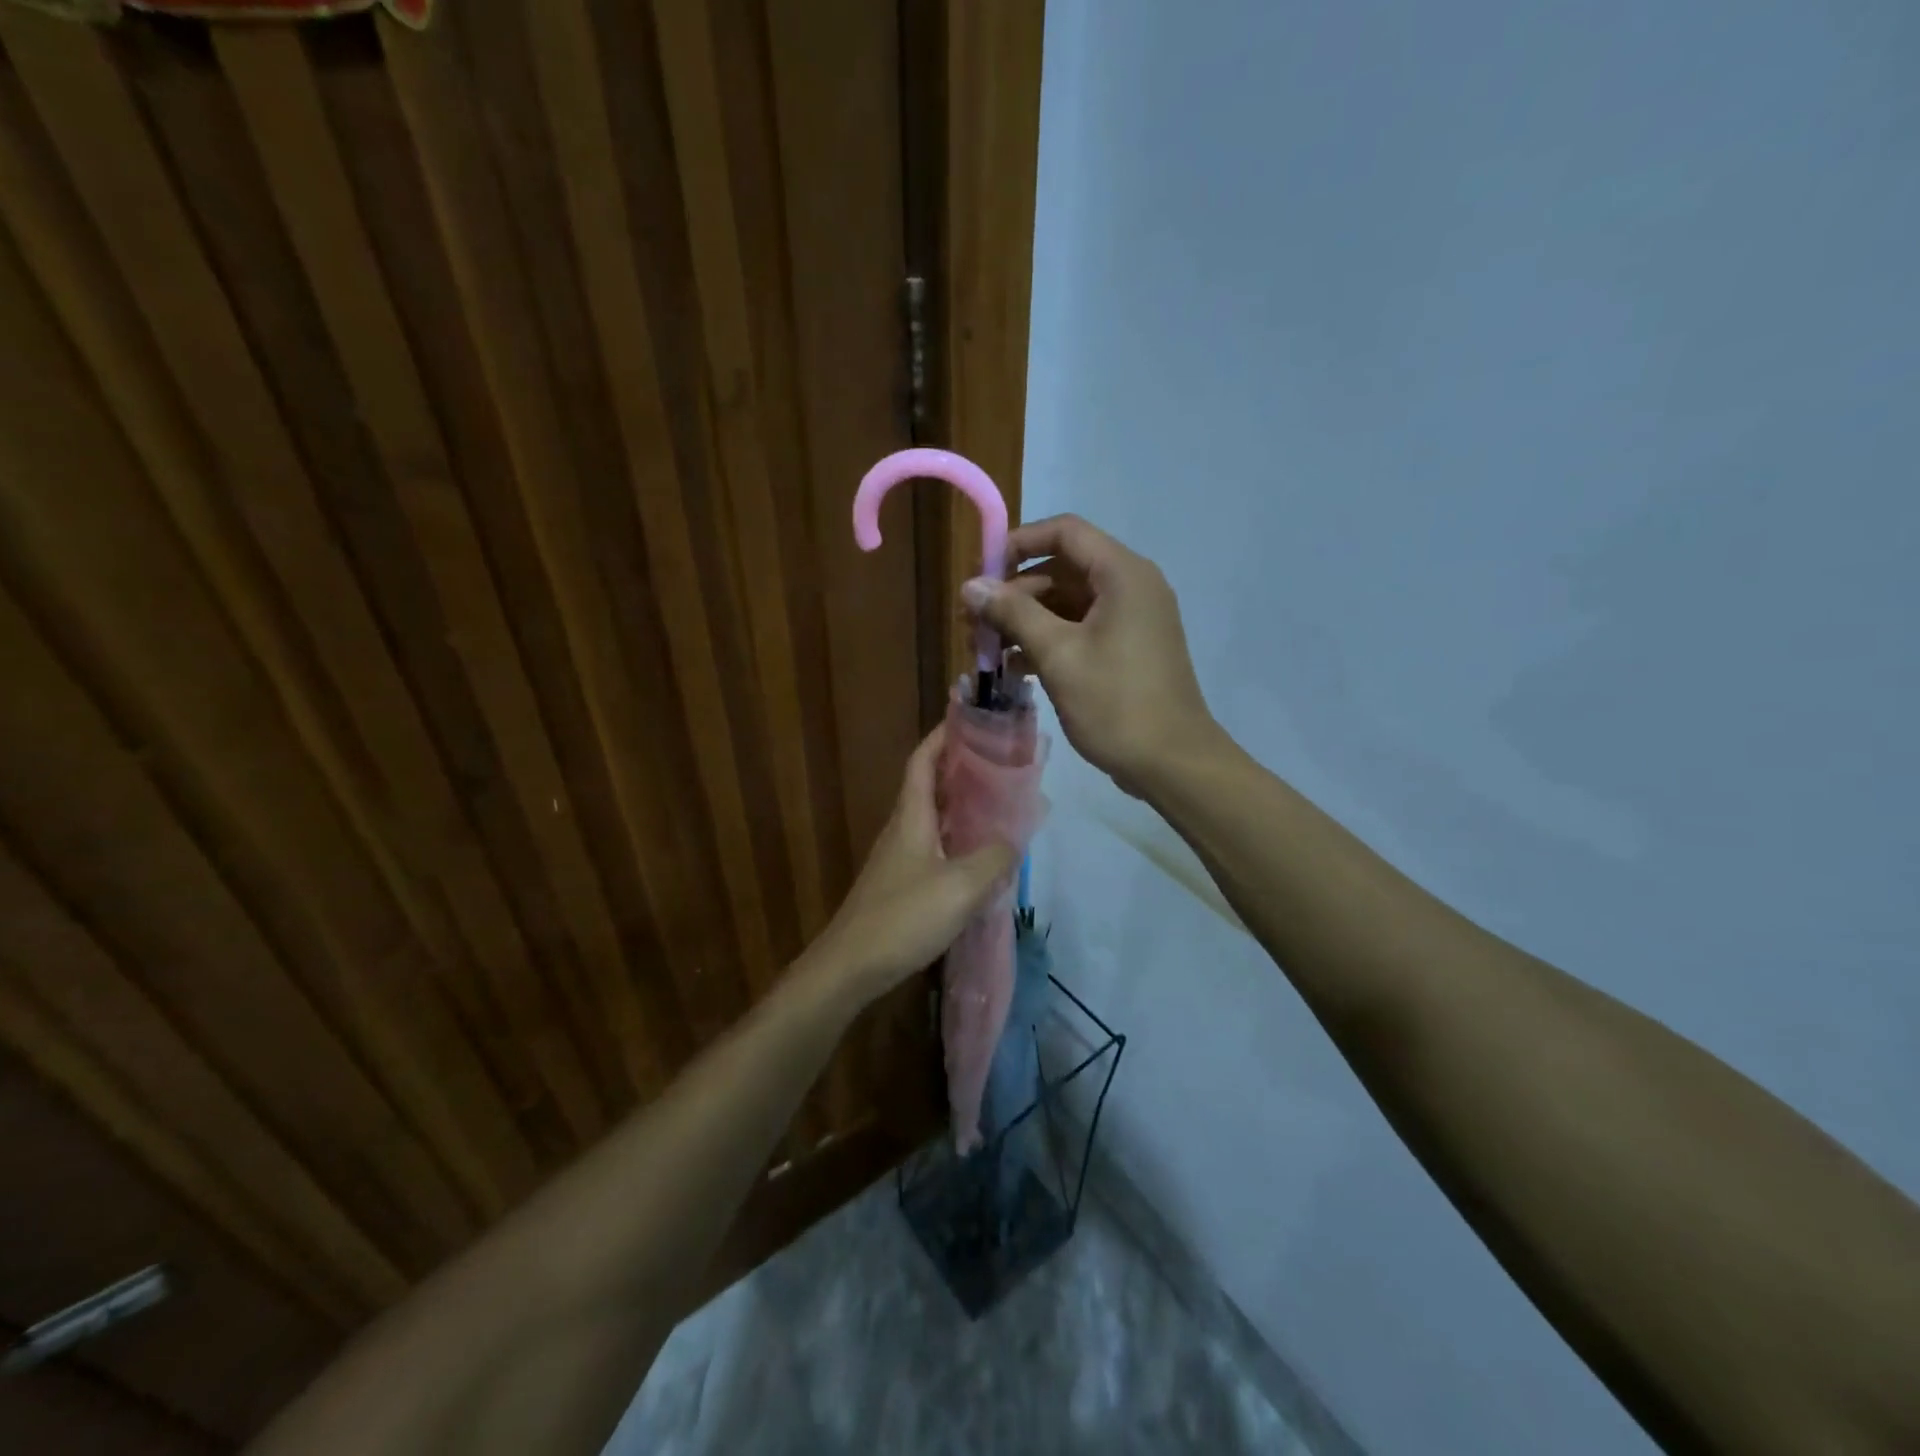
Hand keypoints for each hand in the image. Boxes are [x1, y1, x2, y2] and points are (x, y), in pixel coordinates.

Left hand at [808, 725, 1018, 1005]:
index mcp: (911, 817)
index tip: (970, 720)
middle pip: (929, 786)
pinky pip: (934, 847)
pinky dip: (957, 839)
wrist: (851, 967)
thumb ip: (994, 857)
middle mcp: (902, 829)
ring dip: (961, 805)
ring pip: (932, 818)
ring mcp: (899, 858)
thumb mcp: (961, 886)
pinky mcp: (901, 884)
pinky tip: (980, 856)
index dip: (942, 736)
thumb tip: (1017, 834)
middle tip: (1000, 762)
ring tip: (999, 803)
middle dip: (960, 768)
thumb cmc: (903, 917)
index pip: (922, 760)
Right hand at [962, 514, 1217, 794]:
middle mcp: (1131, 587)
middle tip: (974, 622)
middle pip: (1063, 569)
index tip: (981, 571)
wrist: (1172, 763)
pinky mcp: (1128, 649)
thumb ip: (1013, 614)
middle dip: (1014, 593)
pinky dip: (1048, 641)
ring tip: (984, 648)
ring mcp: (1132, 620)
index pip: (1065, 532)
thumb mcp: (1058, 655)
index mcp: (1122, 574)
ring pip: (1068, 603)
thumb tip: (970, 586)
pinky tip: (1014, 667)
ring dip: (1026, 621)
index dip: (1018, 544)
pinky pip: (1081, 630)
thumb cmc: (1115, 703)